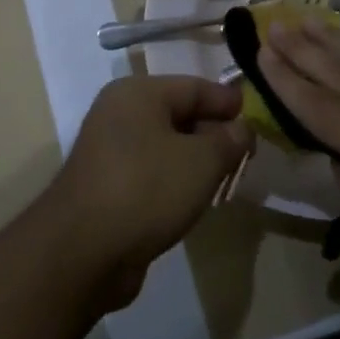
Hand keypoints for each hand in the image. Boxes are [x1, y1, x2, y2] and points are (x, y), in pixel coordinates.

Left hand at [41, 75, 251, 310]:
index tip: (257, 122)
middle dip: (214, 134)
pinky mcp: (106, 185)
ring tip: (225, 179)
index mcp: (137, 93)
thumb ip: (228, 140)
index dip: (228, 103)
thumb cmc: (147, 189)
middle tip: (246, 156)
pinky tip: (194, 200)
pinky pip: (151, 172)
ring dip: (196, 160)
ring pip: (165, 146)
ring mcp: (108, 150)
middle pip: (179, 114)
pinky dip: (174, 181)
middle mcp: (119, 113)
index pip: (194, 86)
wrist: (82, 251)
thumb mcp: (202, 161)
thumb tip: (241, 130)